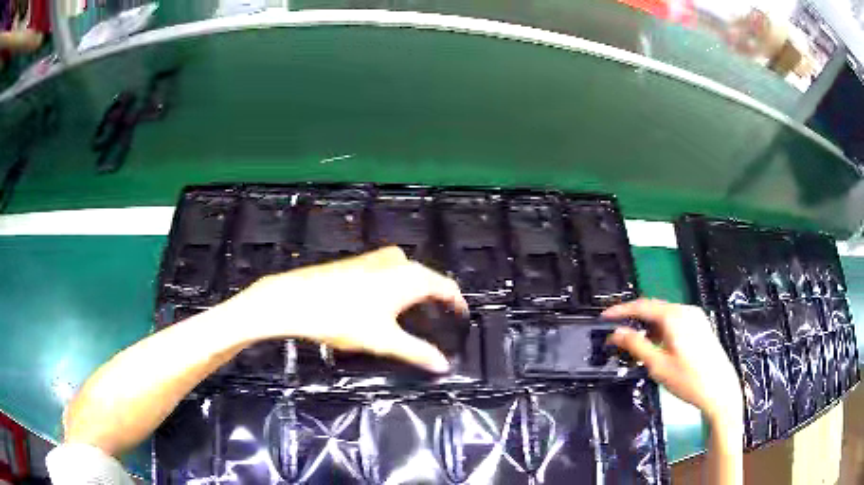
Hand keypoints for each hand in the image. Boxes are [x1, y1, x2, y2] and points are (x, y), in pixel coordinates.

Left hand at [221, 247, 467, 372]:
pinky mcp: (359, 262)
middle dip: (436, 299)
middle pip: (428, 279)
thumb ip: (417, 352)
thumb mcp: (384, 340)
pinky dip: (397, 287)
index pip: (446, 287)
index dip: (457, 304)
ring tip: (416, 317)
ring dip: (416, 292)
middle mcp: (398, 260)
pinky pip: (390, 273)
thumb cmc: (343, 318)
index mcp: (411, 276)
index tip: (461, 319)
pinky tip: (385, 305)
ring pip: (407, 274)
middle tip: (439, 323)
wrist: (295, 299)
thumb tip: (444, 367)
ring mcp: (376, 258)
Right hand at [602, 299, 742, 425]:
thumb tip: (615, 333)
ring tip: (633, 339)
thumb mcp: (658, 365)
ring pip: (665, 314)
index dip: (621, 311)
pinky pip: (675, 320)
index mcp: (674, 316)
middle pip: (654, 308)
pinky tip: (656, 342)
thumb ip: (636, 345)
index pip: (642, 306)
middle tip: (616, 330)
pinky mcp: (701, 326)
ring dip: (648, 324)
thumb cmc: (688, 379)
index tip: (603, 318)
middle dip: (634, 317)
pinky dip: (661, 328)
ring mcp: (695, 317)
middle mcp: (686, 310)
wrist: (720, 390)